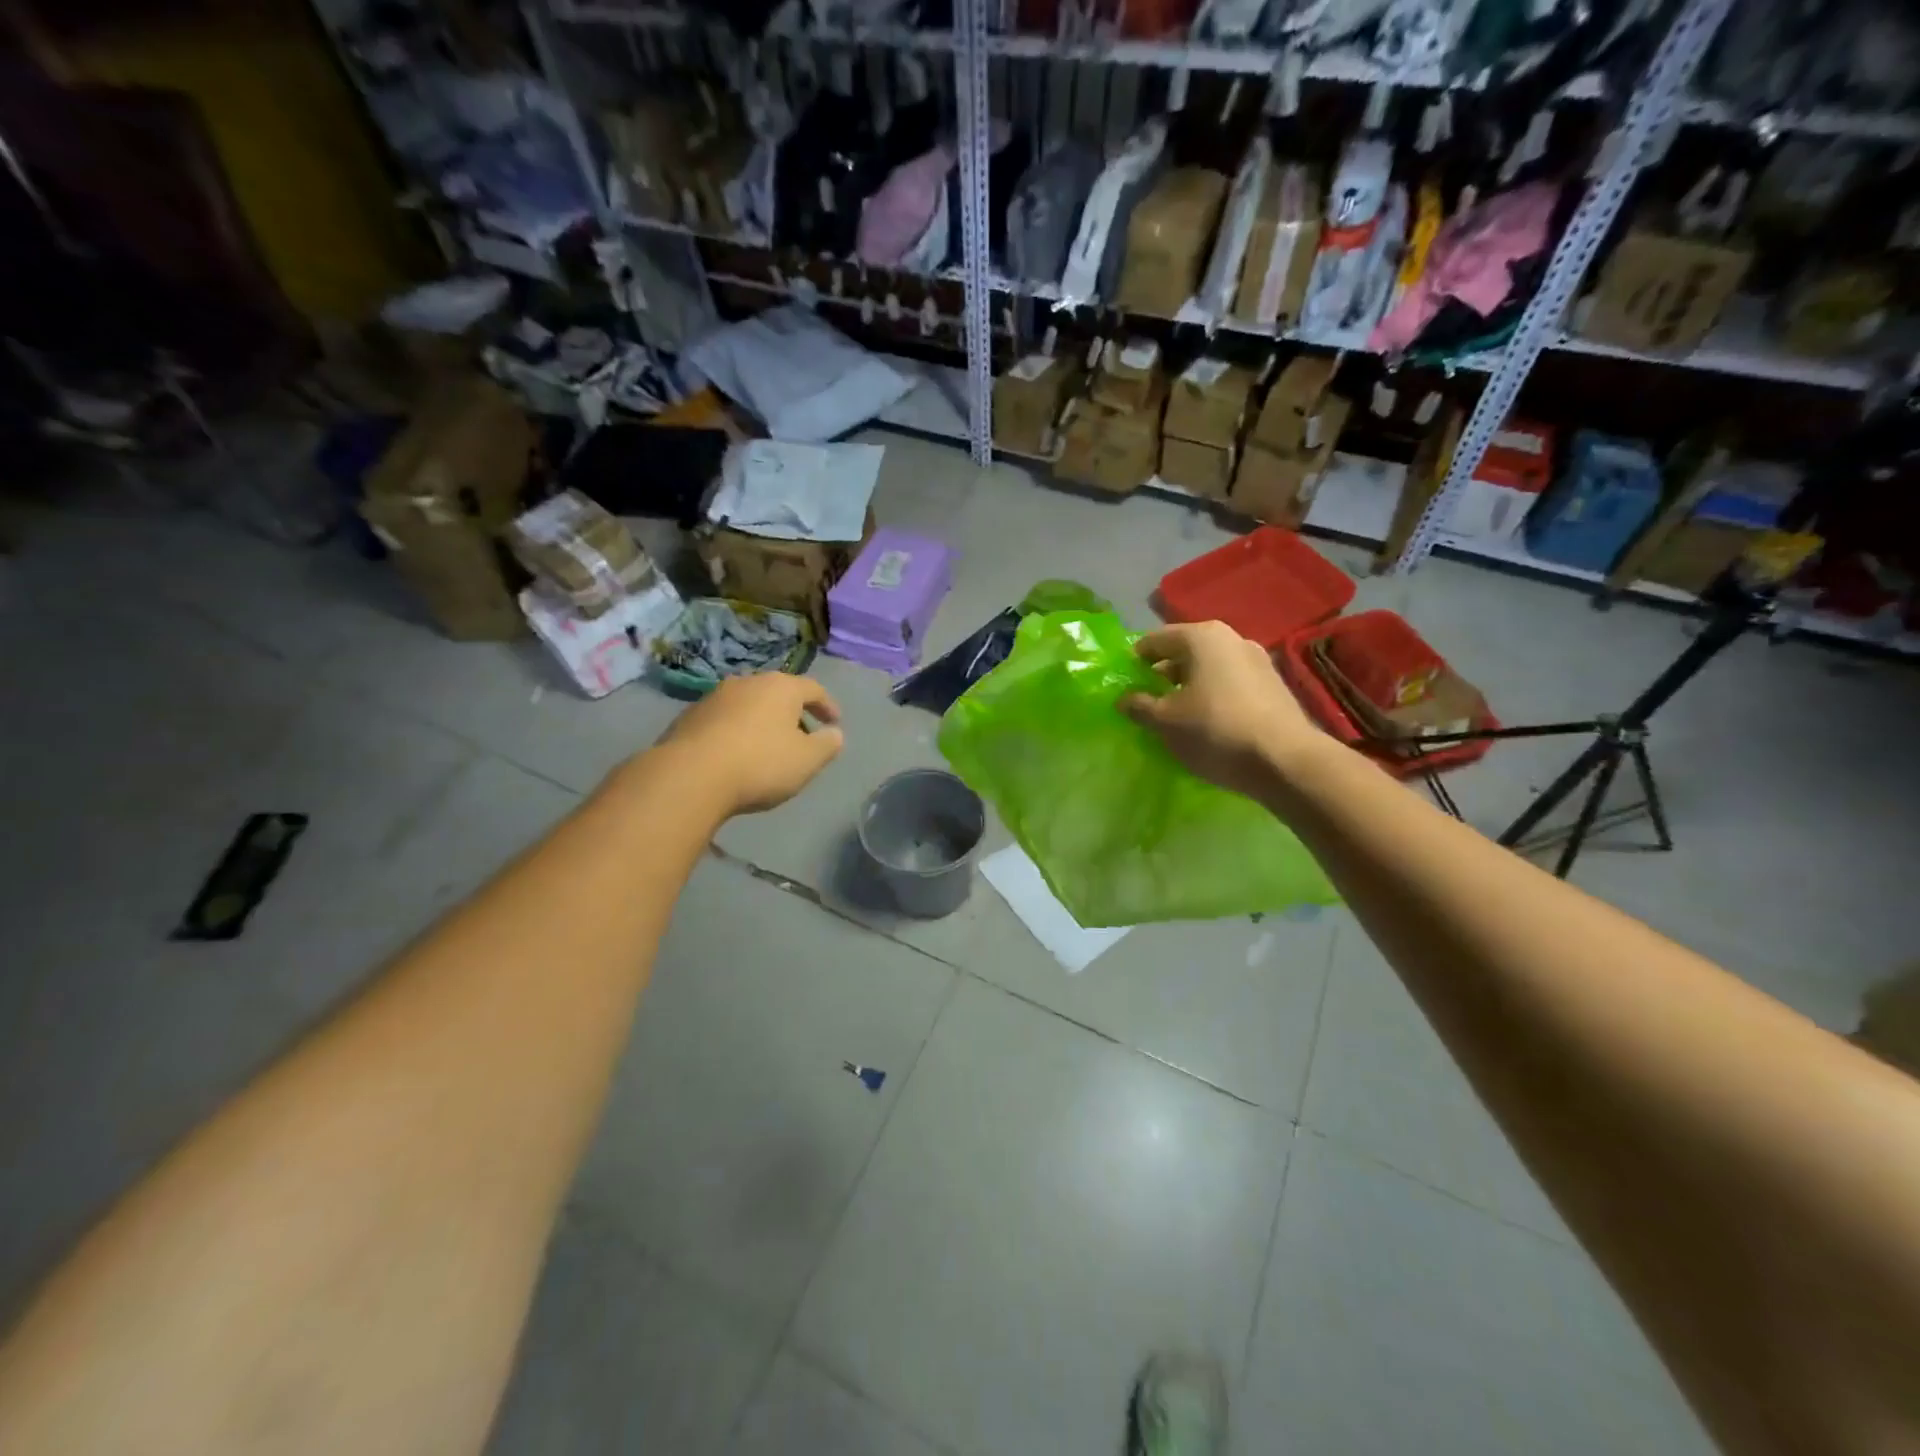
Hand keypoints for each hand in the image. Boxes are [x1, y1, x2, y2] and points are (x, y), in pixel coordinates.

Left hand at [656, 672, 843, 815]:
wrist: (689, 776)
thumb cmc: (760, 764)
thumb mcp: (807, 760)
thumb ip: (827, 745)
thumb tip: (835, 734)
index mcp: (781, 687)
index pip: (813, 689)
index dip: (828, 706)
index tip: (835, 723)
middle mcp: (748, 682)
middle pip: (778, 693)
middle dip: (793, 713)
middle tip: (803, 736)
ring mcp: (715, 697)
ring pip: (749, 705)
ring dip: (763, 722)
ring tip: (768, 747)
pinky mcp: (689, 717)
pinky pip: (725, 720)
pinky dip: (737, 732)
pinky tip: (737, 755)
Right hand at [1121, 622, 1323, 798]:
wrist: (1286, 761)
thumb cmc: (1215, 731)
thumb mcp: (1165, 722)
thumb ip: (1139, 706)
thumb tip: (1124, 699)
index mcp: (1201, 637)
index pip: (1154, 640)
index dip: (1135, 661)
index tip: (1124, 685)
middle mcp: (1231, 638)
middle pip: (1184, 652)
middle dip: (1162, 675)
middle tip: (1147, 703)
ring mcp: (1257, 660)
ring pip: (1209, 668)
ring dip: (1188, 687)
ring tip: (1176, 716)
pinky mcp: (1273, 685)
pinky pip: (1230, 684)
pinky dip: (1213, 696)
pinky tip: (1207, 723)